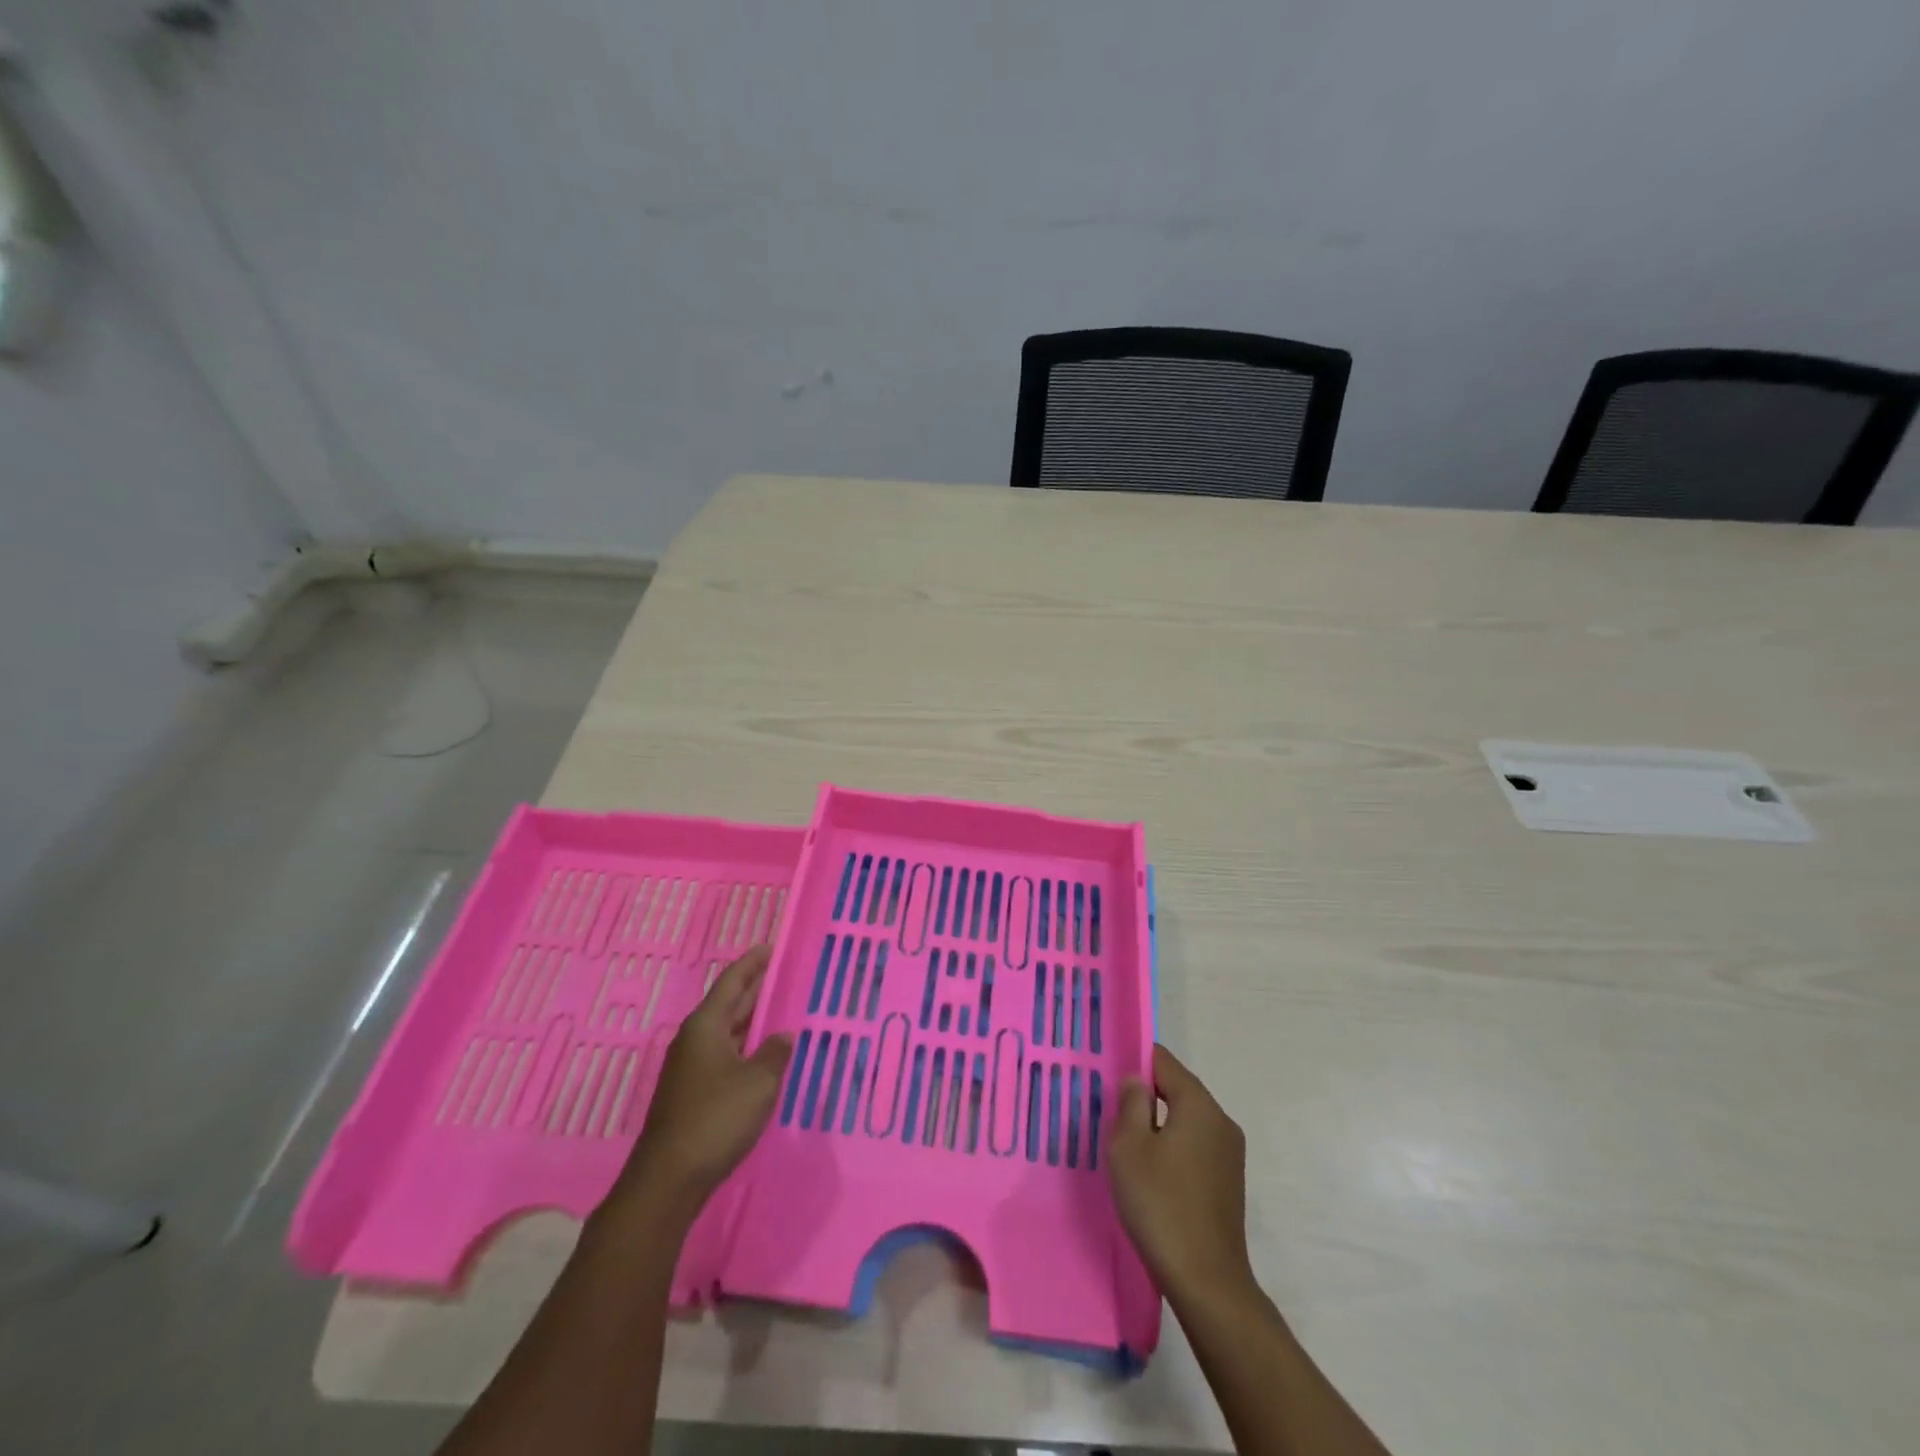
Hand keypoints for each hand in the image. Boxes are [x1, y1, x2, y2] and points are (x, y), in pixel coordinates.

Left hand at [615, 946, 793, 1214]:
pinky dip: (744, 1048)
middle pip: (727, 1005)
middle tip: (783, 975)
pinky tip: (762, 1057)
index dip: (752, 963)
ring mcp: (689, 1068)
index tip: (771, 947)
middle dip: (754, 989)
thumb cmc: (716, 1119)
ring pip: (725, 1032)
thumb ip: (775, 1054)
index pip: (732, 982)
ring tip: (779, 1012)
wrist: (668, 1179)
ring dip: (750, 1021)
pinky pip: (723, 1056)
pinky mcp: (691, 1094)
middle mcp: (694, 1040)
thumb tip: (783, 1037)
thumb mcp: (758, 1083)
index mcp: (705, 1026)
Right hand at [1109, 1043, 1255, 1304]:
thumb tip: (1136, 1079)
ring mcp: (1229, 1153)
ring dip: (1158, 1122)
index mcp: (1199, 1105)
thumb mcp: (1129, 1147)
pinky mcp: (1229, 1181)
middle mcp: (1221, 1121)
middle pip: (1178, 1088)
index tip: (1108, 1072)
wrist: (1207, 1282)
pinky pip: (1195, 1145)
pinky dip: (1173, 1146)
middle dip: (1145, 1093)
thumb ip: (1131, 1103)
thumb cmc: (1160, 1204)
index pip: (1164, 1062)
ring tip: (1126, 1141)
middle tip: (1110, 1108)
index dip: (1135, 1060)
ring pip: (1186, 1118)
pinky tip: (1151, 1170)